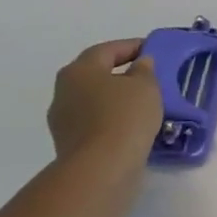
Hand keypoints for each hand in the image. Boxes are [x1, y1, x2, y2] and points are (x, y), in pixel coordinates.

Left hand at [46, 38, 163, 163]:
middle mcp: (64, 91)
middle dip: (121, 73)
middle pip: (96, 75)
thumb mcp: (145, 85)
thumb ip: (144, 69)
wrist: (101, 169)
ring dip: (116, 99)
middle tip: (147, 76)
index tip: (152, 49)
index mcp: (79, 70)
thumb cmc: (124, 116)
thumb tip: (140, 64)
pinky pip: (95, 123)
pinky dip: (112, 120)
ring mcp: (63, 120)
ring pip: (95, 101)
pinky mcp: (68, 145)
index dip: (132, 46)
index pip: (107, 50)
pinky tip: (132, 126)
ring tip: (144, 104)